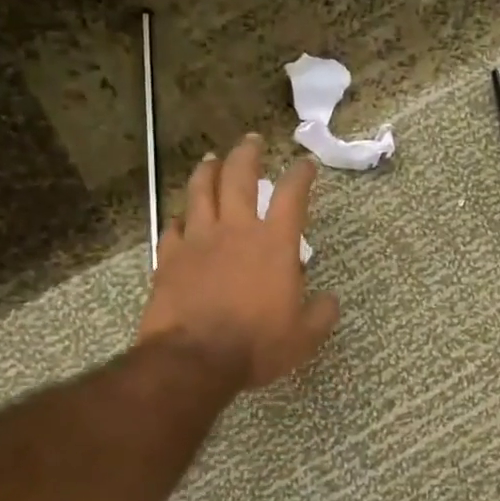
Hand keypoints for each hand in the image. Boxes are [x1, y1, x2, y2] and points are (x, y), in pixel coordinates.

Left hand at [137, 135, 338, 387]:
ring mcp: (198, 240)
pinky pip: (173, 227)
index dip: (301, 175)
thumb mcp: (304, 337)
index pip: (292, 196)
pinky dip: (180, 218)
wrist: (194, 359)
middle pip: (240, 177)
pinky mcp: (170, 257)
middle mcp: (236, 230)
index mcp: (274, 244)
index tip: (305, 164)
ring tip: (211, 159)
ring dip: (208, 170)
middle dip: (248, 154)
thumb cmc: (256, 345)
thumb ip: (320, 314)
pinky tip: (181, 217)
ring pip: (201, 192)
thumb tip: (329, 300)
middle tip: (252, 140)